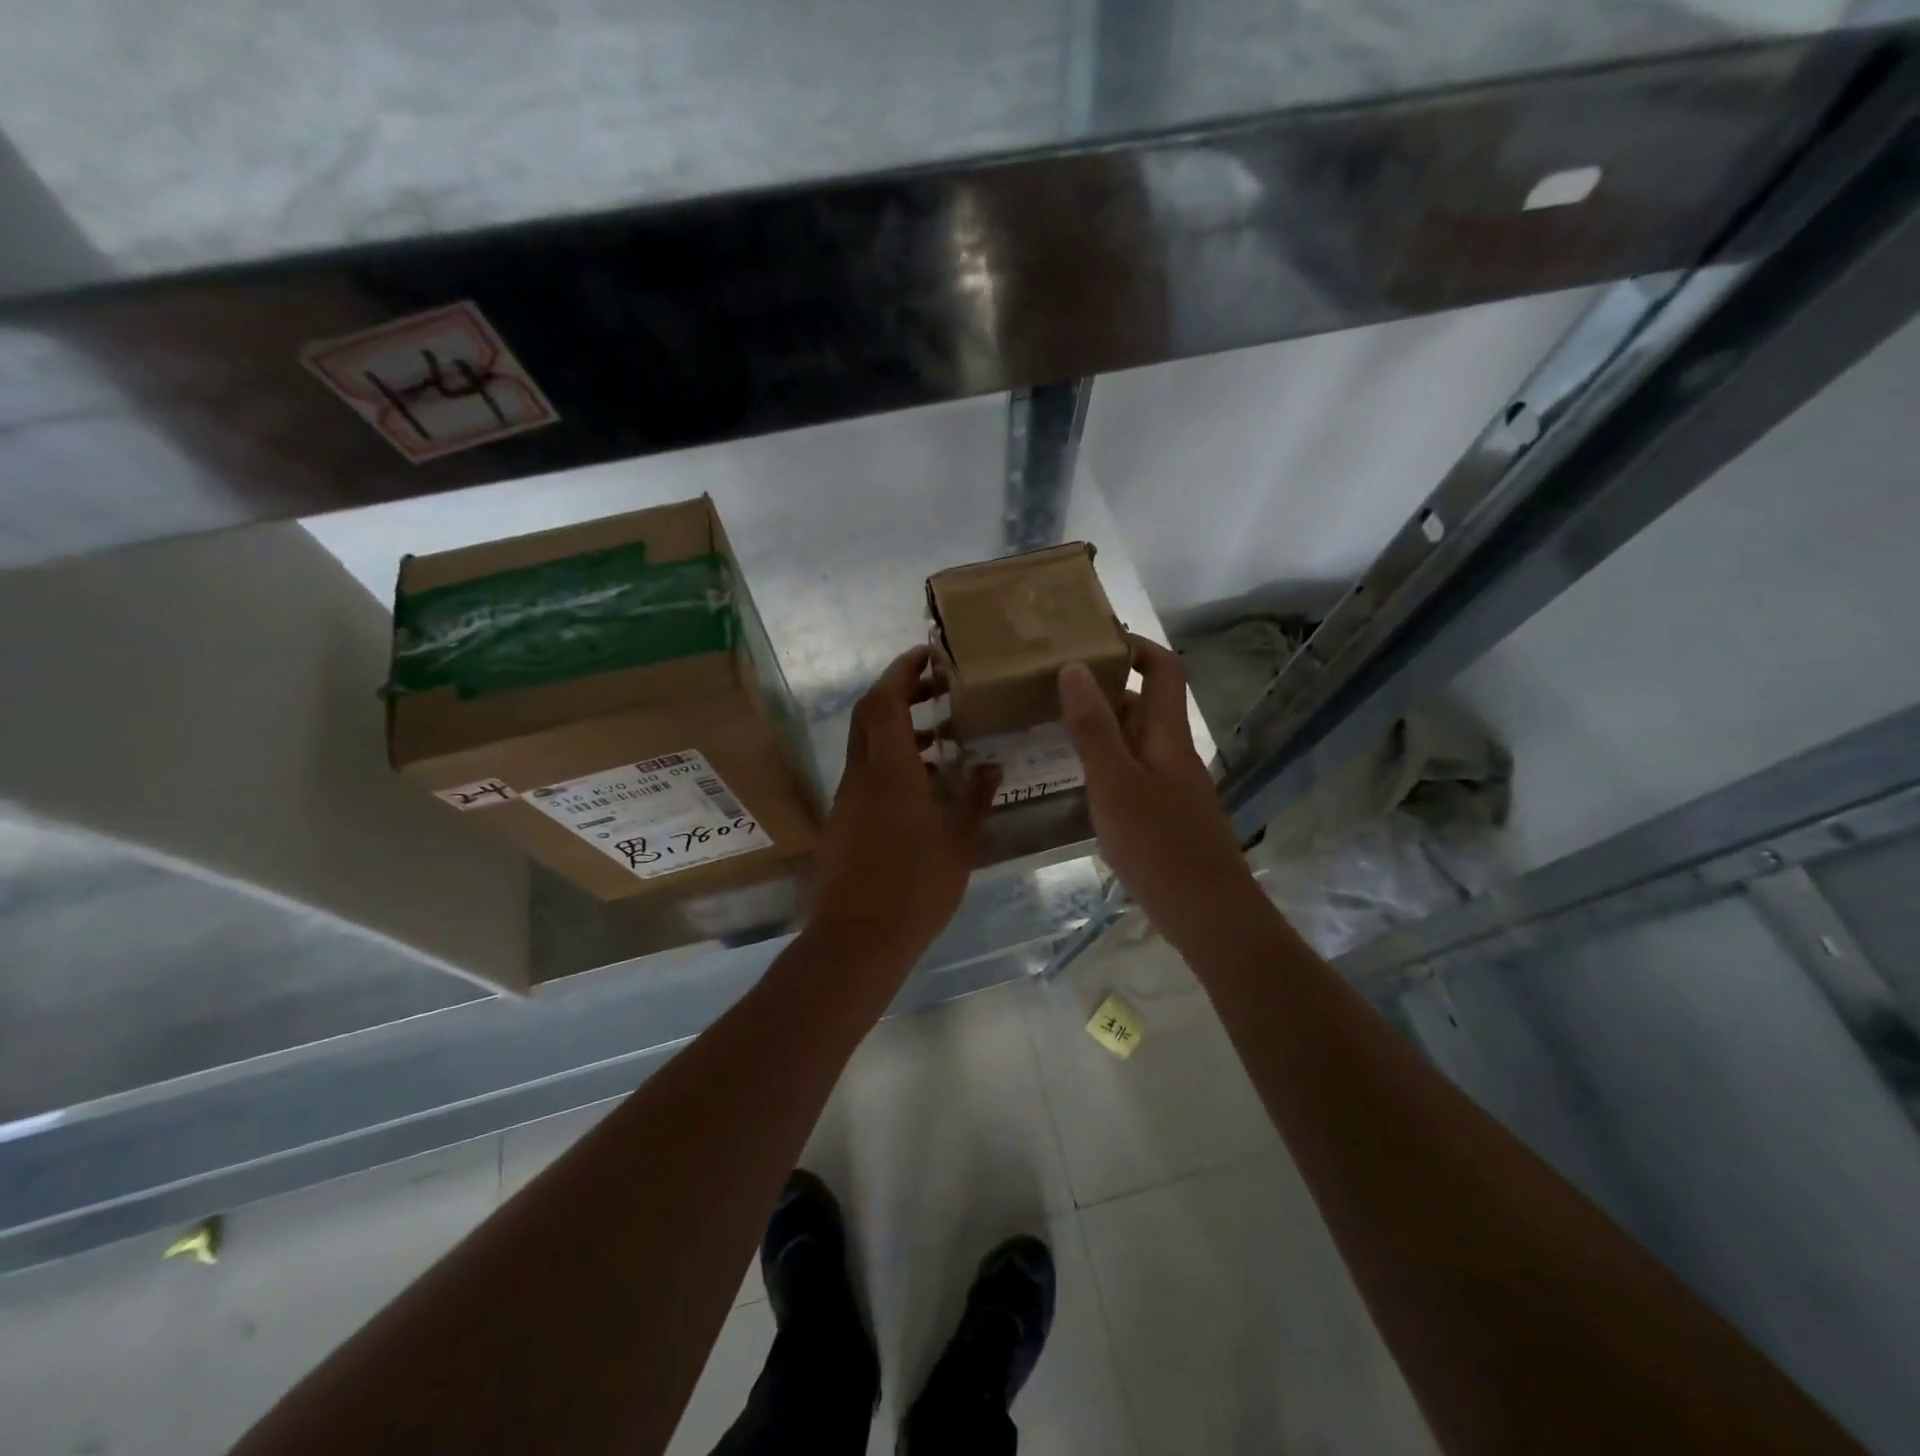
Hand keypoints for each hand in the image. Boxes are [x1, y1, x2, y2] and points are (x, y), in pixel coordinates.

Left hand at [811, 646, 1000, 961]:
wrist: (857, 939)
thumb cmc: (915, 886)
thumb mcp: (959, 841)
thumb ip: (976, 798)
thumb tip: (991, 766)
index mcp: (889, 770)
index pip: (885, 700)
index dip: (902, 671)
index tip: (927, 654)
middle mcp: (861, 775)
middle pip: (869, 715)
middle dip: (898, 692)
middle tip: (936, 687)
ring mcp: (848, 798)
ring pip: (867, 745)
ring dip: (899, 730)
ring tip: (943, 736)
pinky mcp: (845, 821)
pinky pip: (867, 774)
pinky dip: (892, 762)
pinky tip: (926, 785)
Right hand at [1058, 636, 1262, 944]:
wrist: (1207, 913)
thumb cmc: (1158, 843)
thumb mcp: (1114, 782)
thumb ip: (1092, 727)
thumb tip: (1075, 666)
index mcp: (1166, 734)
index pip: (1163, 669)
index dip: (1135, 646)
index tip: (1094, 637)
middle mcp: (1173, 751)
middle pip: (1146, 703)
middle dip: (1107, 685)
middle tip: (1056, 682)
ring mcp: (1172, 785)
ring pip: (1137, 739)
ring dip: (1103, 725)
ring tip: (1055, 723)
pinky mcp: (1166, 814)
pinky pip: (1134, 771)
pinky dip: (1107, 761)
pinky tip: (1080, 778)